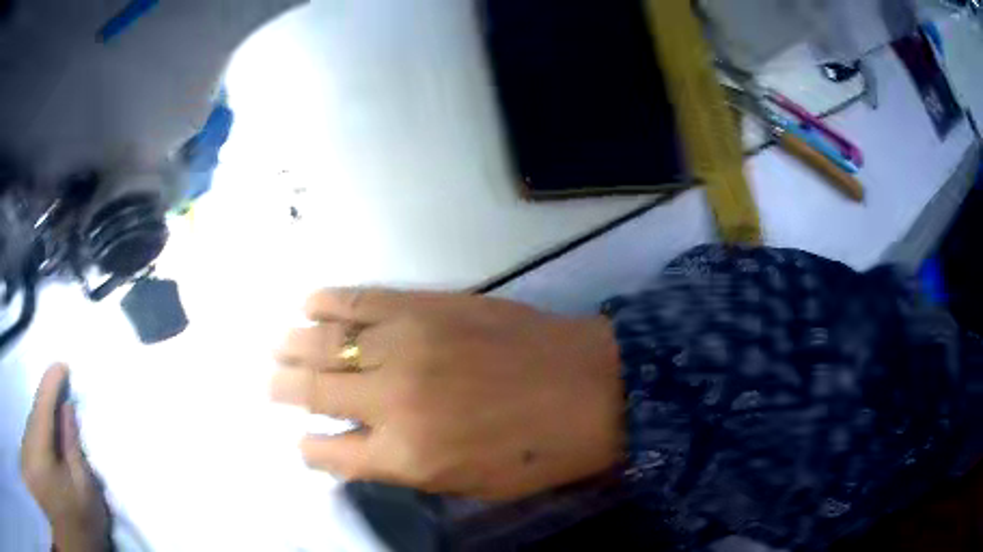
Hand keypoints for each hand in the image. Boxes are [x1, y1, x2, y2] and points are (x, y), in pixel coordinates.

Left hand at [21, 365, 111, 551]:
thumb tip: (67, 411)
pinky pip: (31, 445)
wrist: (77, 550)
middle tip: (63, 410)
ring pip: (32, 433)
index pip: (43, 404)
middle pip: (36, 419)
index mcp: (39, 447)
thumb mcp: (85, 496)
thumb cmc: (81, 526)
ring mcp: (27, 451)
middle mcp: (27, 442)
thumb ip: (74, 450)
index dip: (52, 383)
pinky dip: (39, 448)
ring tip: (57, 445)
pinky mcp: (30, 461)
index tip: (62, 366)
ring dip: (43, 434)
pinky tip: (49, 463)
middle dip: (48, 414)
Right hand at [273, 289, 623, 500]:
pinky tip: (310, 303)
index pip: (329, 454)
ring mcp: (406, 345)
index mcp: (404, 456)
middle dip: (284, 389)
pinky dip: (328, 300)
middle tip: (270, 384)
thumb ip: (404, 467)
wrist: (590, 387)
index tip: (302, 442)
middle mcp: (391, 400)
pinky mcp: (425, 306)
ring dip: (294, 345)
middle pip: (315, 392)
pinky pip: (361, 299)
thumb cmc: (536, 451)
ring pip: (327, 342)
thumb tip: (358, 447)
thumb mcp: (467, 484)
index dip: (309, 449)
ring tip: (278, 346)